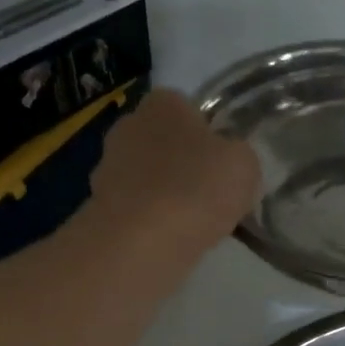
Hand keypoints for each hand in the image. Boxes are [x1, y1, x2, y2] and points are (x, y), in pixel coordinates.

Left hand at [90, 89, 261, 248]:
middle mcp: (129, 123)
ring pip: (150, 175)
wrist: (141, 242)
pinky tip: (171, 239)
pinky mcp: (100, 203)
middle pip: (166, 141)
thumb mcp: (244, 164)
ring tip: (194, 223)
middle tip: (212, 193)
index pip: (189, 108)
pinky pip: (137, 207)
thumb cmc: (197, 189)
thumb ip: (239, 154)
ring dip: (167, 192)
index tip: (224, 162)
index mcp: (164, 103)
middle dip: (185, 162)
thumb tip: (229, 160)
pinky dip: (151, 219)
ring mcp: (108, 165)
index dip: (210, 134)